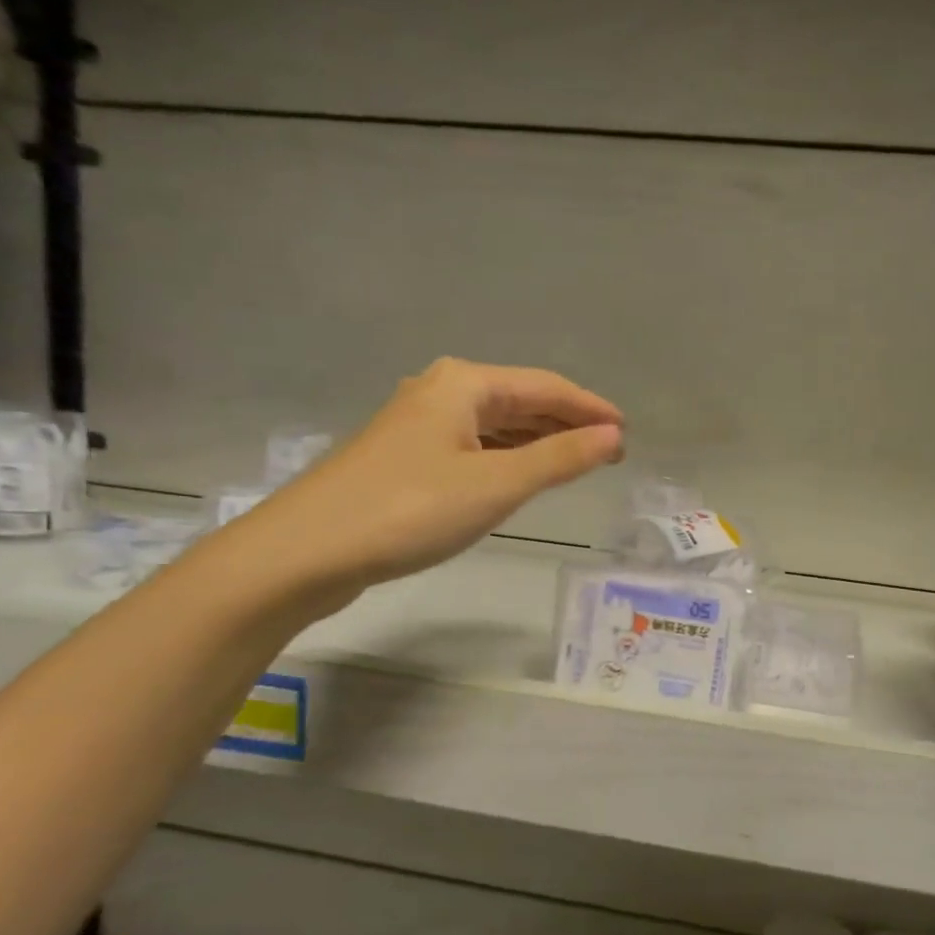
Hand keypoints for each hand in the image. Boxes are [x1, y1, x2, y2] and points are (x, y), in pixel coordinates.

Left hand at [223, 358, 623, 607]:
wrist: (308, 550)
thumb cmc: (411, 509)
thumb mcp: (497, 484)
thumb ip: (560, 458)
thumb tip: (613, 436)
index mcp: (465, 384)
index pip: (546, 386)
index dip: (590, 408)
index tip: (627, 432)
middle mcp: (441, 391)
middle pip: (520, 400)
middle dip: (566, 424)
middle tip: (609, 453)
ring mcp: (419, 424)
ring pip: (495, 424)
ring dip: (538, 441)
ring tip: (576, 463)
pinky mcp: (406, 457)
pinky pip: (474, 445)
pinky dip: (507, 457)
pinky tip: (520, 475)